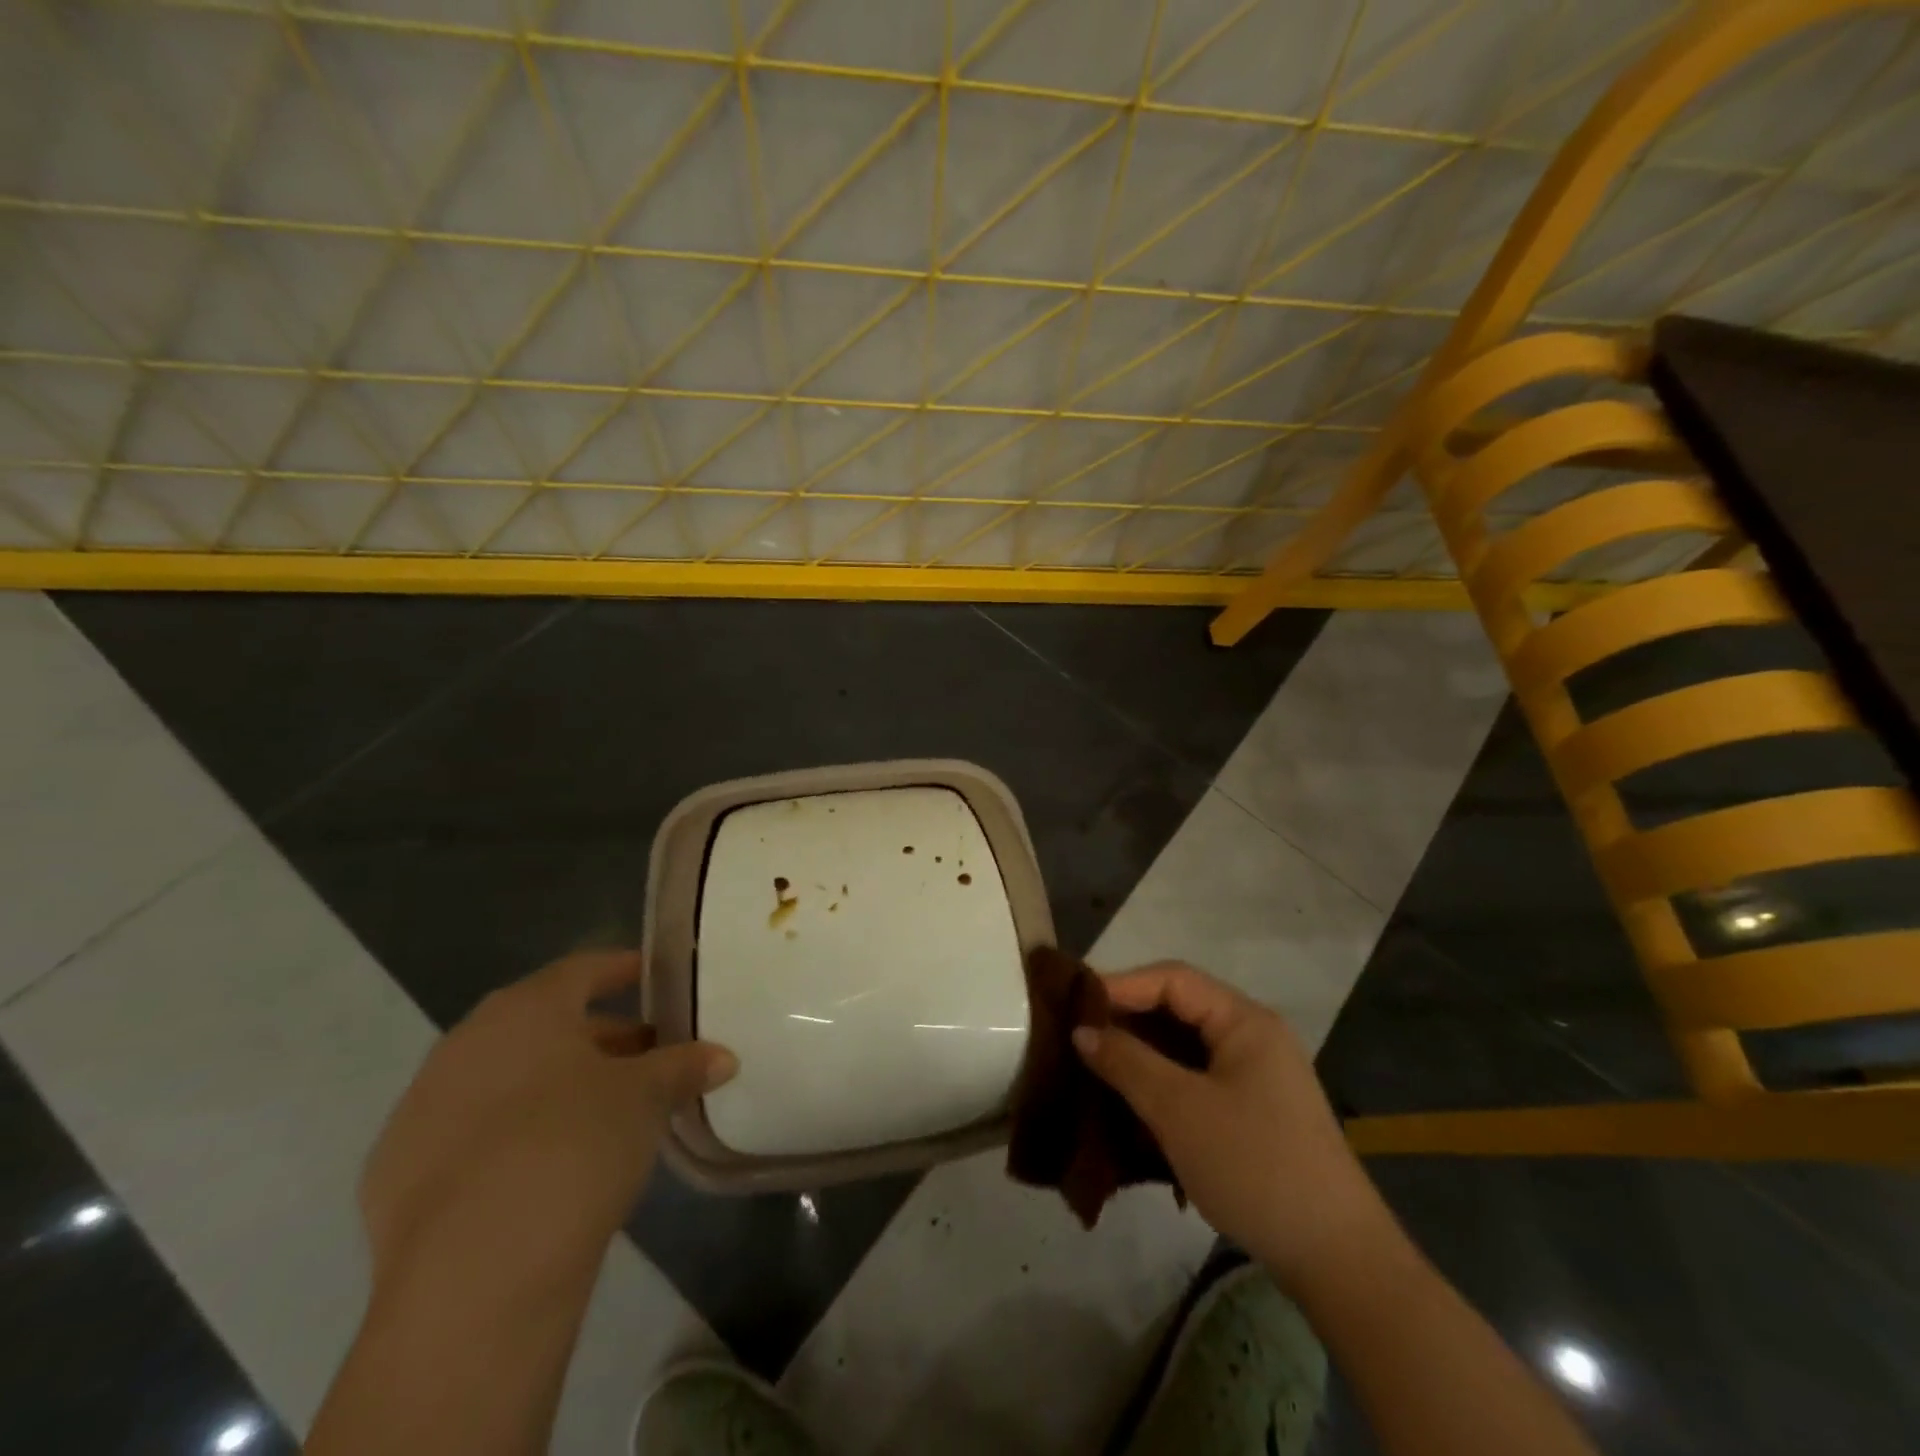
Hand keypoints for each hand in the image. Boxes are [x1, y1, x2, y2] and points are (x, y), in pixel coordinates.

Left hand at [359, 949, 737, 1302]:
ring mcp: (421, 1110)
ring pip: (506, 1079)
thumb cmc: (572, 1147)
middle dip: (599, 1037)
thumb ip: (682, 1067)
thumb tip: (722, 1057)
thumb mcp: (644, 1098)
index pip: (583, 969)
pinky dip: (513, 1134)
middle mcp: (465, 1045)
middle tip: (647, 1054)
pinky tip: (547, 1165)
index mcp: (523, 1011)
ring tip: (606, 1111)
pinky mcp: (395, 1176)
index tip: (654, 977)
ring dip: (556, 1086)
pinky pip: (473, 1133)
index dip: (622, 969)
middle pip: (545, 1025)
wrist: (471, 1276)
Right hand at [1073, 961, 1387, 1284]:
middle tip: (1079, 1035)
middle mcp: (1253, 1036)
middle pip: (1180, 1008)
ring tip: (1096, 1065)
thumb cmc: (1254, 1166)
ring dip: (1142, 1053)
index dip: (1121, 985)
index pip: (1173, 979)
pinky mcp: (1255, 1111)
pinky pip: (1198, 1077)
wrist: (1337, 1259)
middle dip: (1129, 1018)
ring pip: (1186, 1045)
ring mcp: (1258, 1076)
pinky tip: (1132, 1101)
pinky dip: (1163, 1082)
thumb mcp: (1179, 1110)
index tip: (1075, 1004)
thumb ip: (1127, 1062)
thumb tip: (1082, 1030)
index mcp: (1244, 1021)